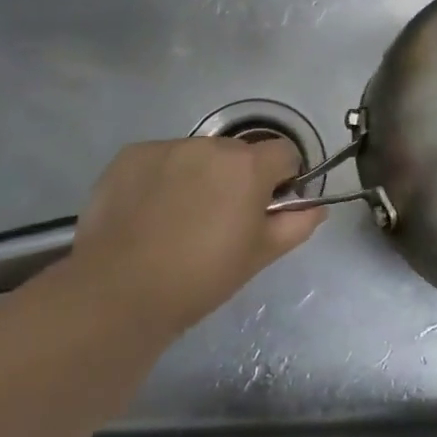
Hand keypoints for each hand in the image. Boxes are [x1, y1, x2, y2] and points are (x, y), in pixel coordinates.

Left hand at [68, 136, 322, 341]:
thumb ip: (295, 225)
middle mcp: (211, 145)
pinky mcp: (131, 155)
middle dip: (236, 178)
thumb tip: (316, 207)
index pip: (284, 152)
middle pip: (238, 153)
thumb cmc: (201, 277)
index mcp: (248, 166)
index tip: (265, 207)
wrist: (119, 292)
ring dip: (198, 176)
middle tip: (219, 221)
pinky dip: (160, 178)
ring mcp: (167, 147)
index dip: (281, 178)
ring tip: (176, 220)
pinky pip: (159, 159)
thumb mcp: (259, 256)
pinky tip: (147, 213)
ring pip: (197, 156)